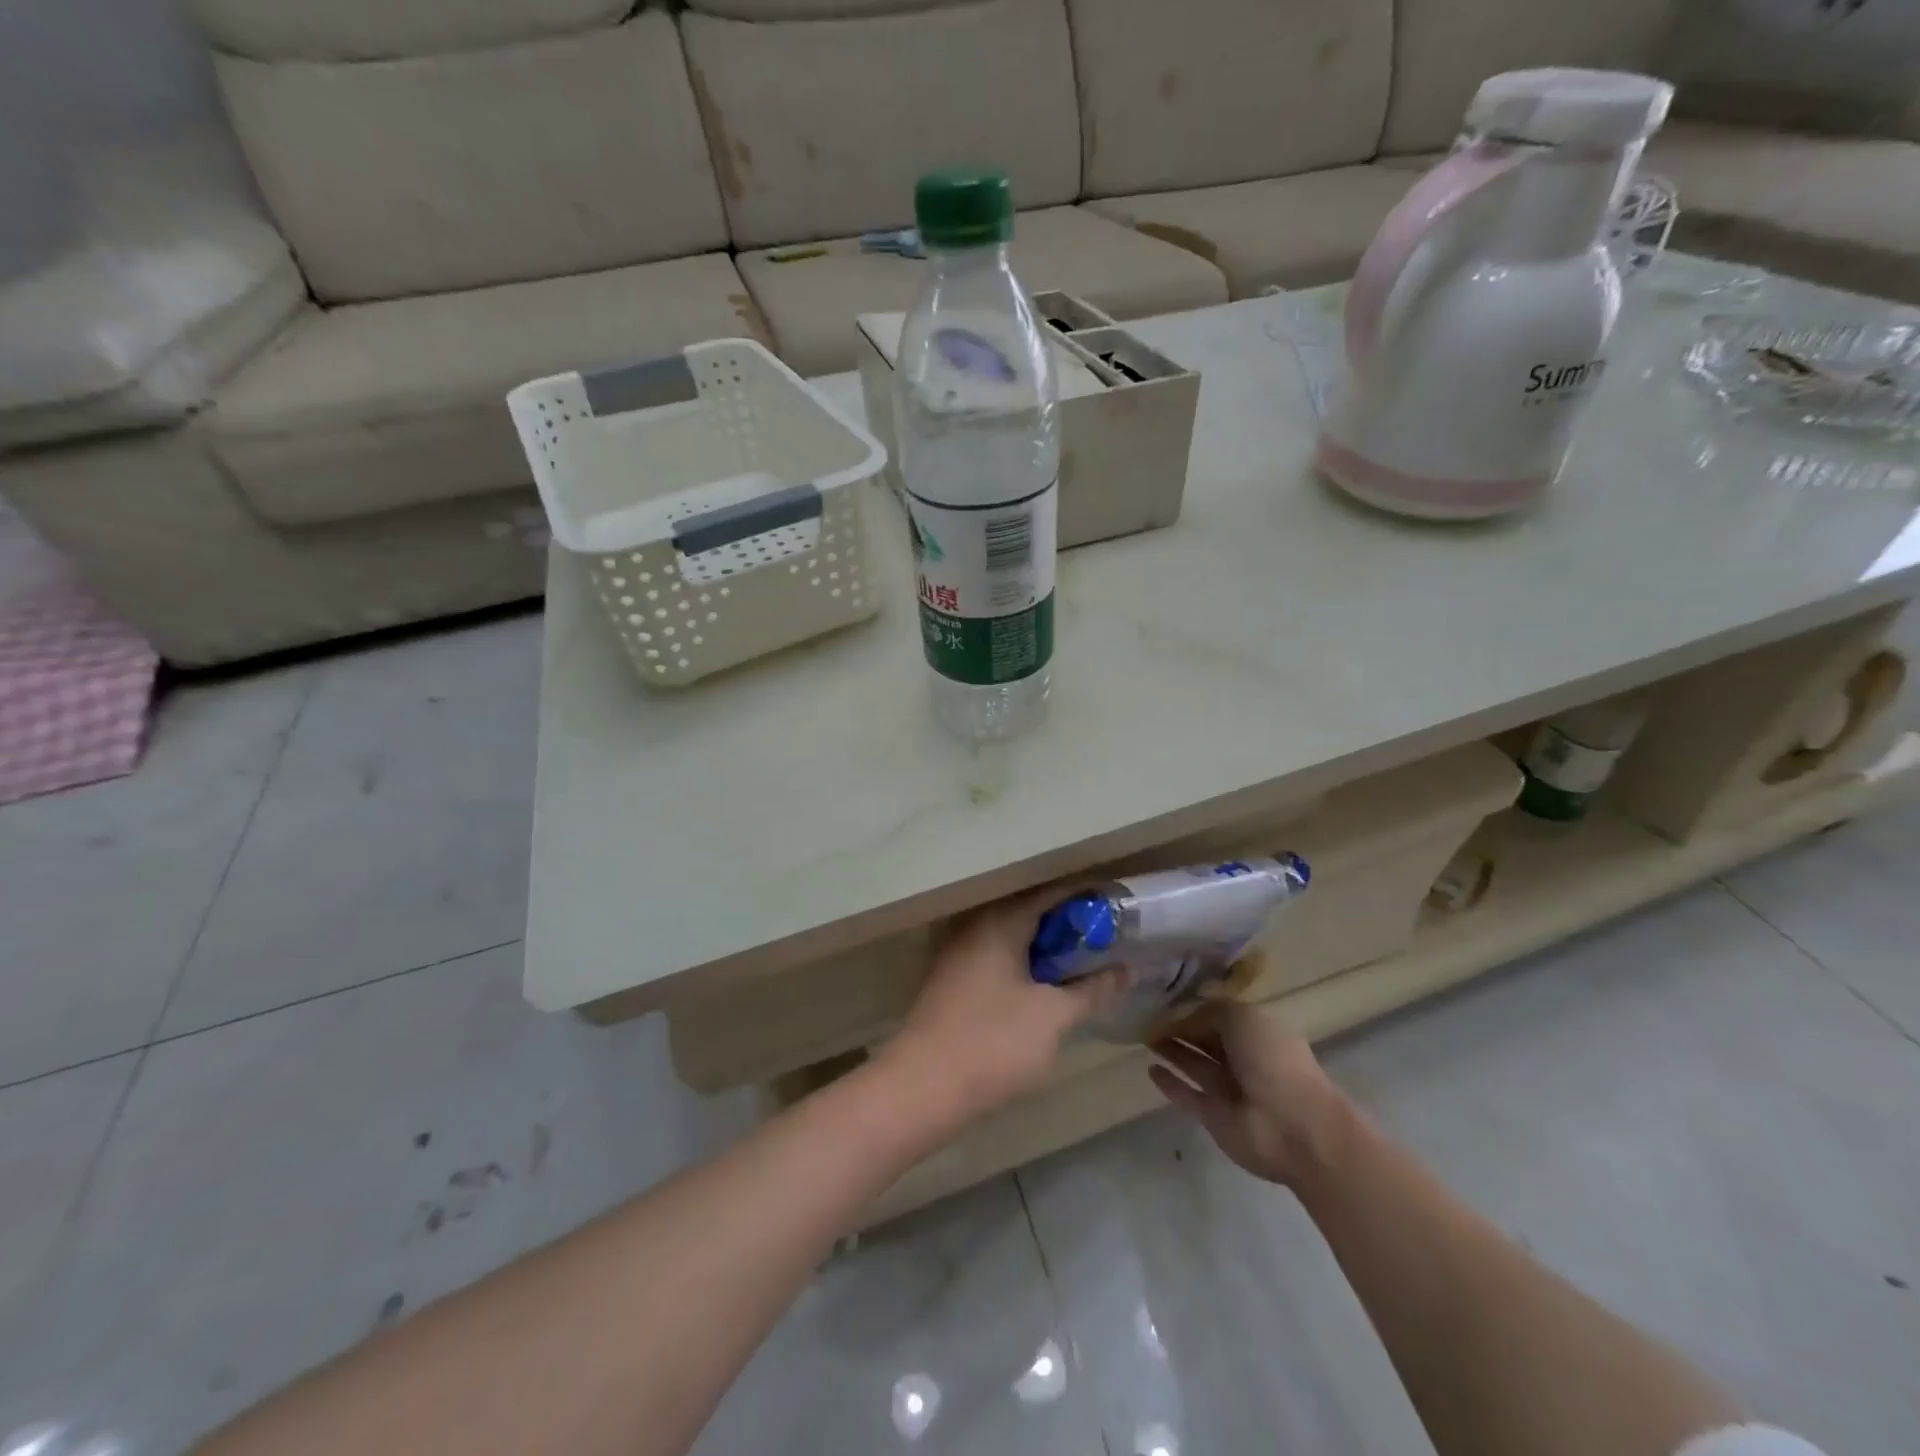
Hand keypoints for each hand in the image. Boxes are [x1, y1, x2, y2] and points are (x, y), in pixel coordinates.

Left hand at [881, 888, 1126, 1126]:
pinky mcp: (954, 982)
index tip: (1120, 908)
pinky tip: (1049, 989)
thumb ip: (1092, 990)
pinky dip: (1027, 966)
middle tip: (1110, 942)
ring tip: (1087, 966)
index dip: (1087, 899)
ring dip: (1049, 950)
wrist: (923, 1087)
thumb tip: (1126, 970)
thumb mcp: (1053, 1016)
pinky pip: (999, 959)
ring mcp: (961, 954)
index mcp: (1000, 922)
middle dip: (1071, 927)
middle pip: (1032, 915)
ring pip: (1015, 939)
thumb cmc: (994, 1042)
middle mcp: (977, 928)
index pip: (1052, 894)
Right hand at [1148, 1002, 1349, 1186]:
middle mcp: (1244, 1059)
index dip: (1194, 1008)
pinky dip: (1170, 1084)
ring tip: (1144, 1038)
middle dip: (1180, 1028)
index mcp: (1258, 1033)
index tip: (1164, 999)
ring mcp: (1229, 1090)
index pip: (1220, 1016)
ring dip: (1173, 1051)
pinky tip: (1150, 1070)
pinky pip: (1187, 1095)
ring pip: (1195, 1064)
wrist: (1295, 1129)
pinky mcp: (1215, 1117)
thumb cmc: (1273, 1062)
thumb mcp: (1243, 1018)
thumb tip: (1185, 1017)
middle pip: (1206, 1040)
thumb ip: (1211, 1012)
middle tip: (1147, 1017)